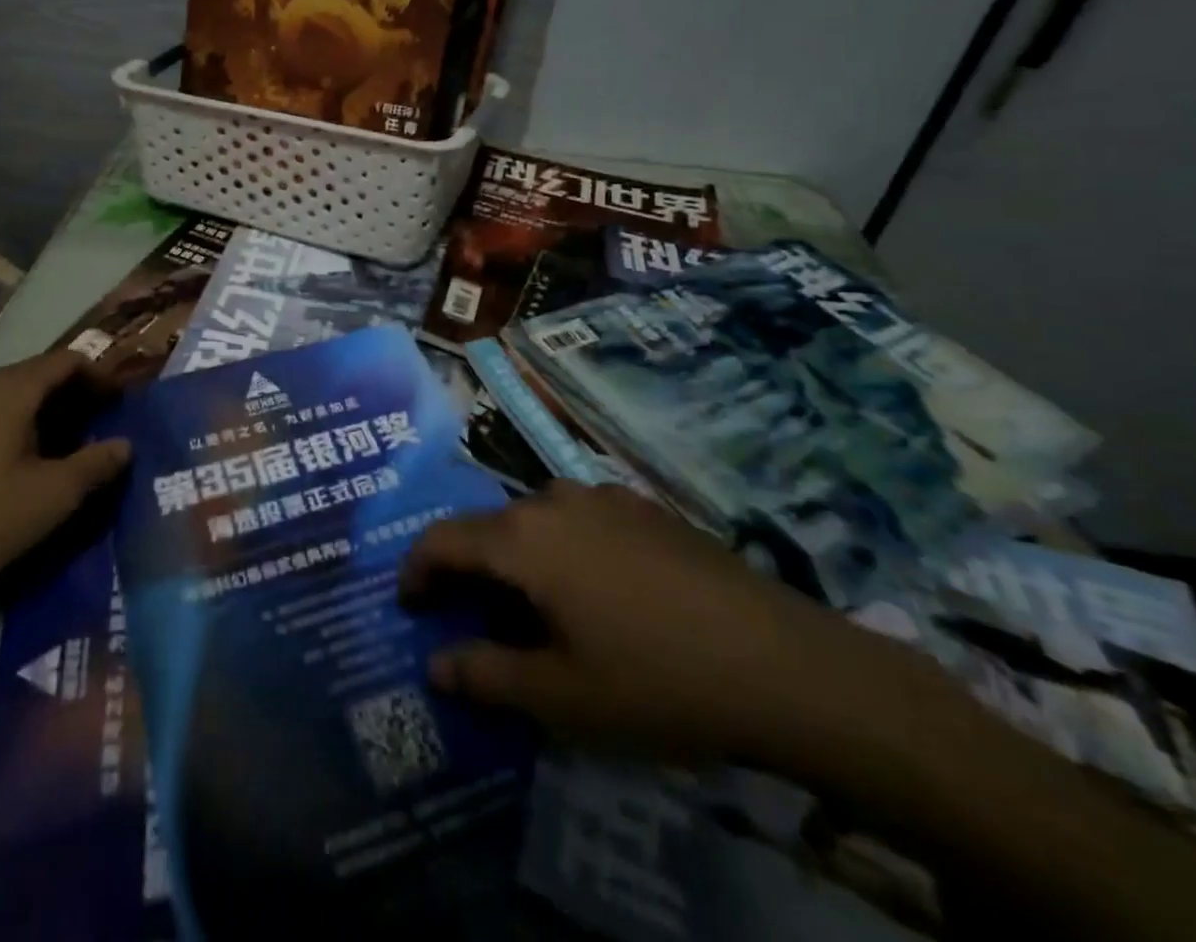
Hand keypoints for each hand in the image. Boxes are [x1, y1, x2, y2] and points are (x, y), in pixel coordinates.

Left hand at [0, 349, 129, 605]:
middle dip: (77, 398)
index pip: (68, 360)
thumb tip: (125, 445)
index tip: (124, 404)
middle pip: (40, 376)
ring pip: (13, 399)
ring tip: (70, 453)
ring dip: (48, 417)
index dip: (102, 377)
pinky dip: (18, 430)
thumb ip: (95, 465)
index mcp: (11, 388)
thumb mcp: (51, 497)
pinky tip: (23, 469)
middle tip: (104, 430)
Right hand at [401, 482, 864, 764]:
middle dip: (469, 571)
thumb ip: (486, 675)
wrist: (787, 665)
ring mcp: (604, 497)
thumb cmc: (656, 682)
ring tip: (534, 610)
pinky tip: (597, 595)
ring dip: (518, 559)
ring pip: (537, 521)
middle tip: (471, 620)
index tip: (409, 606)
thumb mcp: (560, 697)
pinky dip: (563, 550)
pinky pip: (581, 521)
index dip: (416, 570)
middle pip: (489, 528)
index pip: (442, 539)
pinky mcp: (646, 508)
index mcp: (522, 538)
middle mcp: (553, 499)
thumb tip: (434, 664)